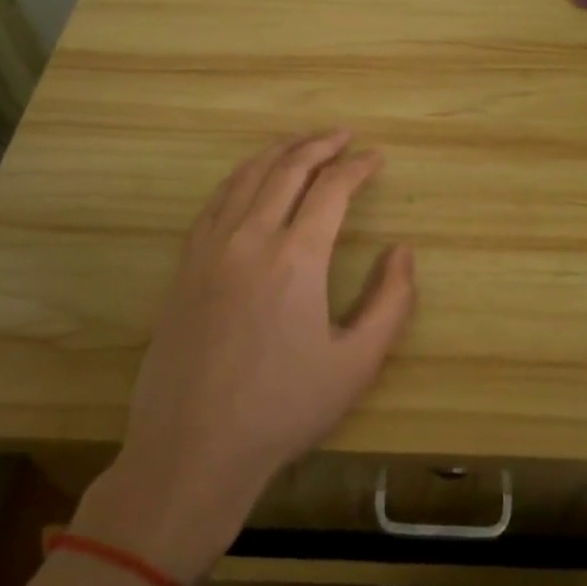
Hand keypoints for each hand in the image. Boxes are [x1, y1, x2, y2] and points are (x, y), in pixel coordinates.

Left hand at [74, 130, 415, 581]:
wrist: (191, 450)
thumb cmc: (282, 409)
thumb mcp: (356, 364)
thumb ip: (391, 302)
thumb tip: (402, 252)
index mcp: (297, 257)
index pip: (332, 189)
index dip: (358, 166)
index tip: (376, 157)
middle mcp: (251, 237)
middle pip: (288, 169)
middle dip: (320, 145)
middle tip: (343, 135)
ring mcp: (210, 248)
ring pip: (246, 177)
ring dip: (279, 152)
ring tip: (301, 142)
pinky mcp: (185, 266)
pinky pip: (215, 201)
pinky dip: (240, 177)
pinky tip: (250, 179)